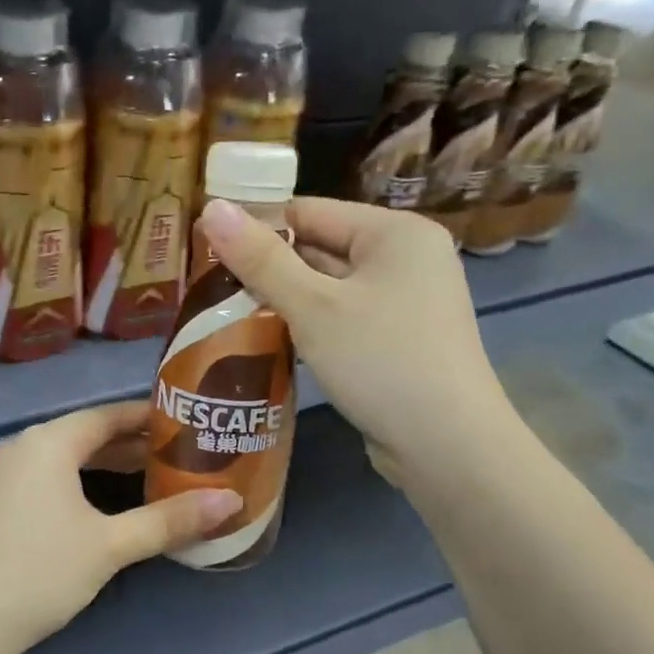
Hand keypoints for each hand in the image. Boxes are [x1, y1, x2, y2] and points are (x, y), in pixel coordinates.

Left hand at [0, 401, 240, 653]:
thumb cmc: (39, 572)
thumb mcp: (111, 546)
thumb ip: (169, 520)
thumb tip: (232, 502)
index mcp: (49, 442)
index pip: (109, 415)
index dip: (150, 418)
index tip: (188, 424)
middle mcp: (22, 448)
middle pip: (87, 435)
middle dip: (133, 445)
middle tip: (180, 456)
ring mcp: (0, 476)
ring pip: (65, 460)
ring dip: (106, 466)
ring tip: (150, 478)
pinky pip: (45, 479)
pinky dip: (78, 484)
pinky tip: (99, 508)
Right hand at [196, 196, 516, 491]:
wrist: (447, 446)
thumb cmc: (380, 361)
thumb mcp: (313, 307)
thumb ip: (261, 259)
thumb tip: (211, 208)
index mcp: (395, 232)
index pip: (310, 211)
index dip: (257, 228)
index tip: (207, 250)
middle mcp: (406, 258)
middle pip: (320, 248)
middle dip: (268, 269)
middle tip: (209, 287)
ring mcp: (407, 302)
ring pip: (329, 289)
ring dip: (285, 302)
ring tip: (227, 314)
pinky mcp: (399, 340)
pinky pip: (343, 319)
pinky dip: (310, 327)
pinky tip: (270, 342)